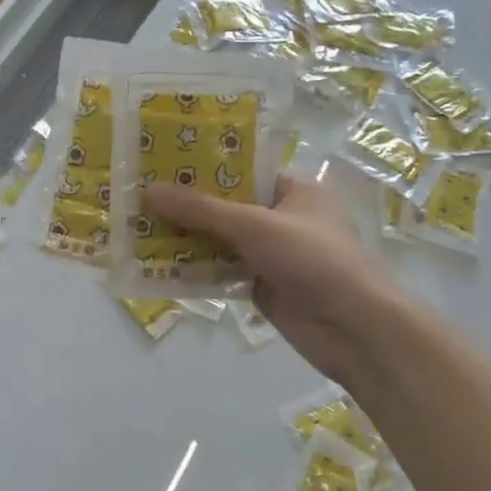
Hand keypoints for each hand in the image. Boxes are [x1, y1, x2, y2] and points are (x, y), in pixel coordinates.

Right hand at [145, 172, 403, 377]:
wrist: (354, 328)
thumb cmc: (313, 259)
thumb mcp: (254, 225)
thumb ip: (200, 210)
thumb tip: (147, 190)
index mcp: (294, 189)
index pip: (241, 169)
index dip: (202, 166)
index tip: (160, 162)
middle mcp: (282, 217)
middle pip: (225, 205)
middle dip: (185, 204)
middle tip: (139, 194)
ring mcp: (271, 253)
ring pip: (219, 239)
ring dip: (185, 237)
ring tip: (137, 225)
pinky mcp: (261, 284)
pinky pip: (220, 269)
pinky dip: (195, 266)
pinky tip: (157, 262)